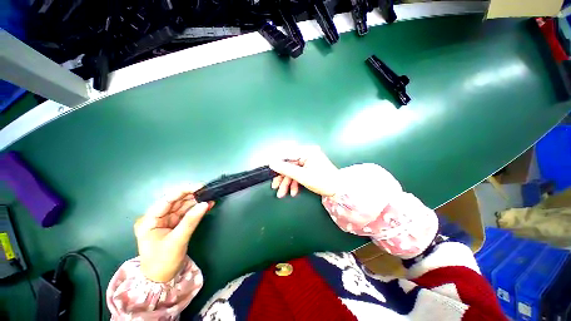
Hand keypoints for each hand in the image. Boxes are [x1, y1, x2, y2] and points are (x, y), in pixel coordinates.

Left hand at [134, 184, 213, 282]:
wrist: (161, 279)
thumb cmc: (163, 261)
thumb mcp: (177, 241)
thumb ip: (191, 221)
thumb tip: (205, 204)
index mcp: (149, 220)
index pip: (167, 200)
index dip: (183, 191)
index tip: (200, 186)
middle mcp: (157, 217)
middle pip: (176, 201)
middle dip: (192, 196)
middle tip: (208, 192)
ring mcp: (166, 220)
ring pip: (183, 206)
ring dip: (197, 202)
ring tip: (210, 197)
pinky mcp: (175, 224)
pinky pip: (187, 213)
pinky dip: (197, 209)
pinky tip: (207, 205)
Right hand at [269, 146, 338, 197]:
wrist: (339, 191)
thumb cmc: (322, 181)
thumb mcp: (302, 176)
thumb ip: (286, 169)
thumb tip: (271, 163)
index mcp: (307, 151)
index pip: (287, 154)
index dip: (277, 162)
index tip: (270, 171)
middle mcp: (307, 154)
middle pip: (289, 164)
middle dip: (282, 178)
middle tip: (275, 187)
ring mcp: (308, 161)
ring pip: (293, 170)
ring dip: (287, 182)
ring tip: (282, 194)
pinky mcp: (309, 168)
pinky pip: (298, 173)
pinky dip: (295, 183)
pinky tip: (293, 192)